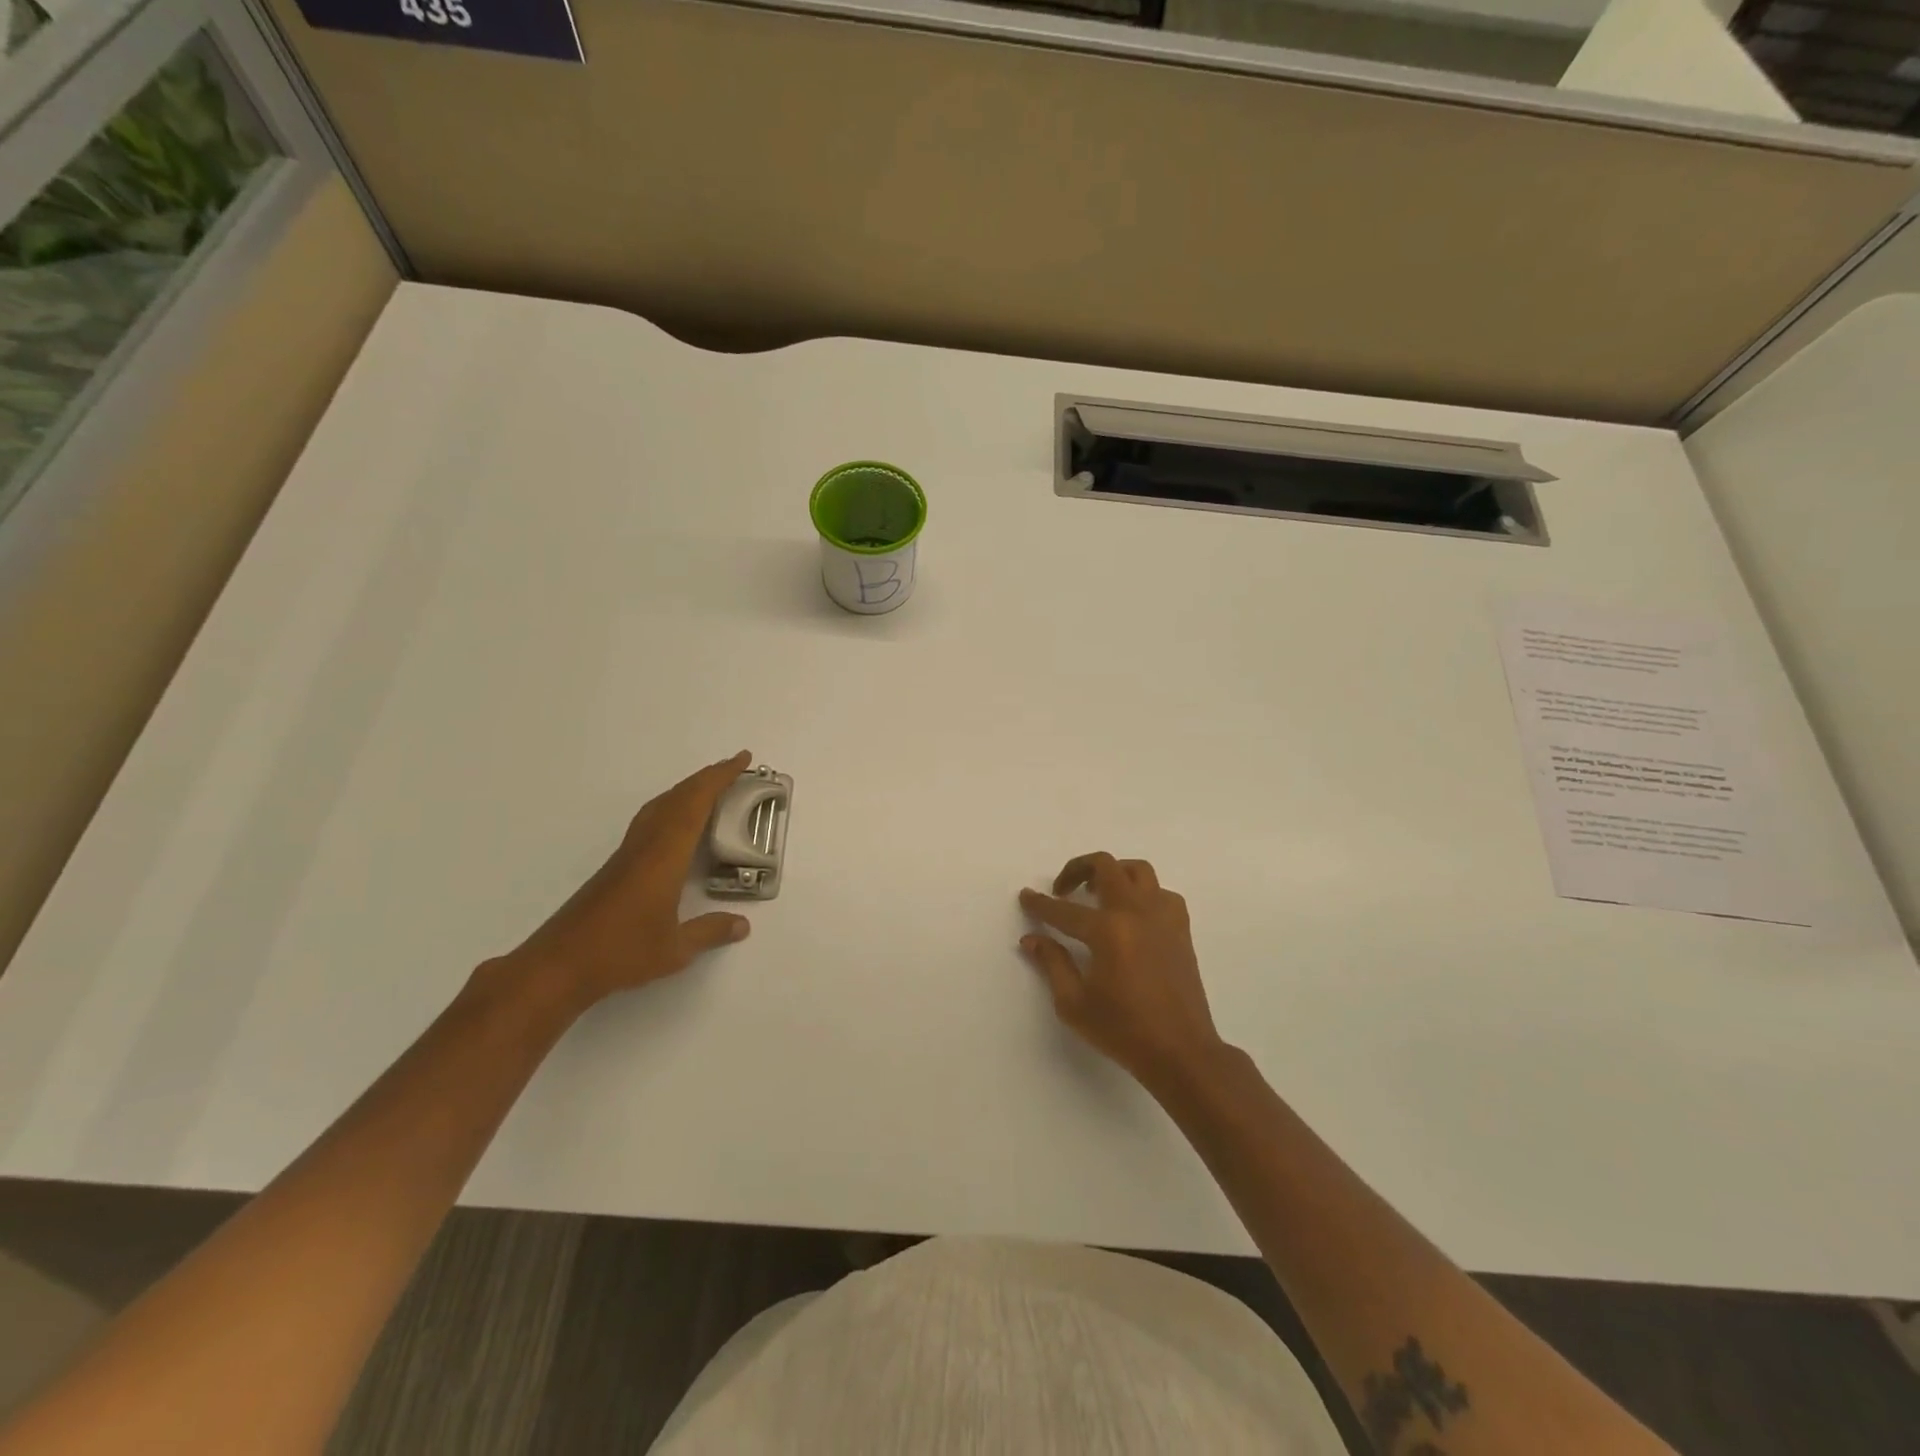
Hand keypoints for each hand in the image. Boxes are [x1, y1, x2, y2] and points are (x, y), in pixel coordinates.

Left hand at [503, 751, 754, 1006]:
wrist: (558, 965)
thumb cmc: (621, 953)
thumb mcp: (676, 949)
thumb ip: (710, 931)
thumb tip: (743, 925)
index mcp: (664, 856)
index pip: (695, 804)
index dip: (719, 778)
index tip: (742, 759)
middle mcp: (645, 845)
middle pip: (678, 798)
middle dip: (707, 778)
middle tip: (736, 768)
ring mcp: (628, 854)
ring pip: (660, 806)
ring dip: (687, 790)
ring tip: (712, 788)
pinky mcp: (617, 866)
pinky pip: (650, 821)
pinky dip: (672, 808)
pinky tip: (677, 824)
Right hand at [1019, 853, 1226, 1089]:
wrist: (1180, 1052)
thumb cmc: (1123, 1030)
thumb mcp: (1074, 1003)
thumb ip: (1052, 963)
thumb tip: (1032, 939)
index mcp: (1107, 931)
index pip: (1064, 910)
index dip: (1040, 904)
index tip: (1026, 896)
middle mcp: (1136, 912)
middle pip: (1106, 866)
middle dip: (1077, 869)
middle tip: (1062, 889)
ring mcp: (1163, 917)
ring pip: (1138, 870)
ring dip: (1113, 873)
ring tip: (1097, 893)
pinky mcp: (1181, 928)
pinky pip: (1161, 893)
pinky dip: (1143, 894)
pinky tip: (1132, 915)